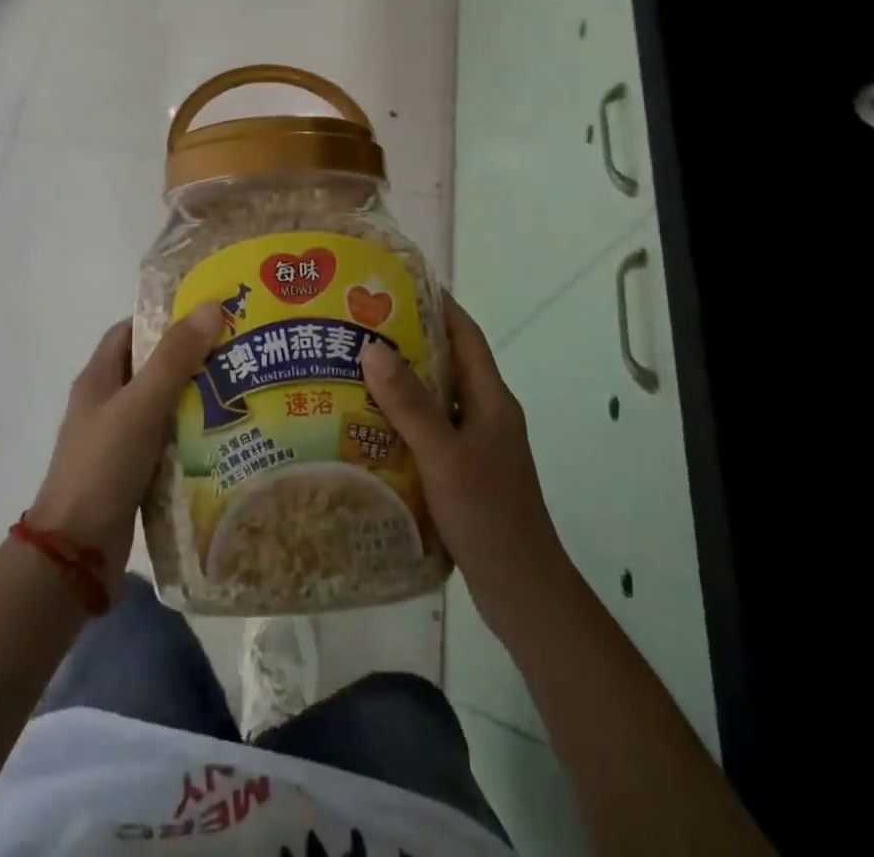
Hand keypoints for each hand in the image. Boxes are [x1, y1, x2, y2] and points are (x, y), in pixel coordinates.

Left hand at [28, 304, 223, 575]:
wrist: (76, 553)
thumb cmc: (103, 466)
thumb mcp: (141, 405)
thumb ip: (174, 358)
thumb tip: (211, 306)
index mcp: (99, 378)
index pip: (132, 330)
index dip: (166, 317)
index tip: (209, 314)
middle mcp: (107, 403)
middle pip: (153, 367)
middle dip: (192, 357)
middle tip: (239, 351)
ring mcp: (119, 440)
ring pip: (164, 406)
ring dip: (197, 398)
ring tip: (244, 389)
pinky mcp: (134, 472)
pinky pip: (168, 441)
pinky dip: (193, 435)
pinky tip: (228, 436)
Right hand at [360, 292, 569, 640]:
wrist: (522, 590)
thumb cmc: (489, 514)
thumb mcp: (444, 456)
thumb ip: (411, 404)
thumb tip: (372, 347)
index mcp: (491, 399)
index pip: (465, 334)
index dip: (438, 304)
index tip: (396, 283)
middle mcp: (486, 413)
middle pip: (446, 362)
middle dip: (407, 340)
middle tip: (358, 325)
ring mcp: (476, 443)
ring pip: (435, 398)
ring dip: (400, 382)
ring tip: (351, 368)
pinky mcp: (464, 470)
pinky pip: (429, 430)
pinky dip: (401, 420)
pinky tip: (366, 425)